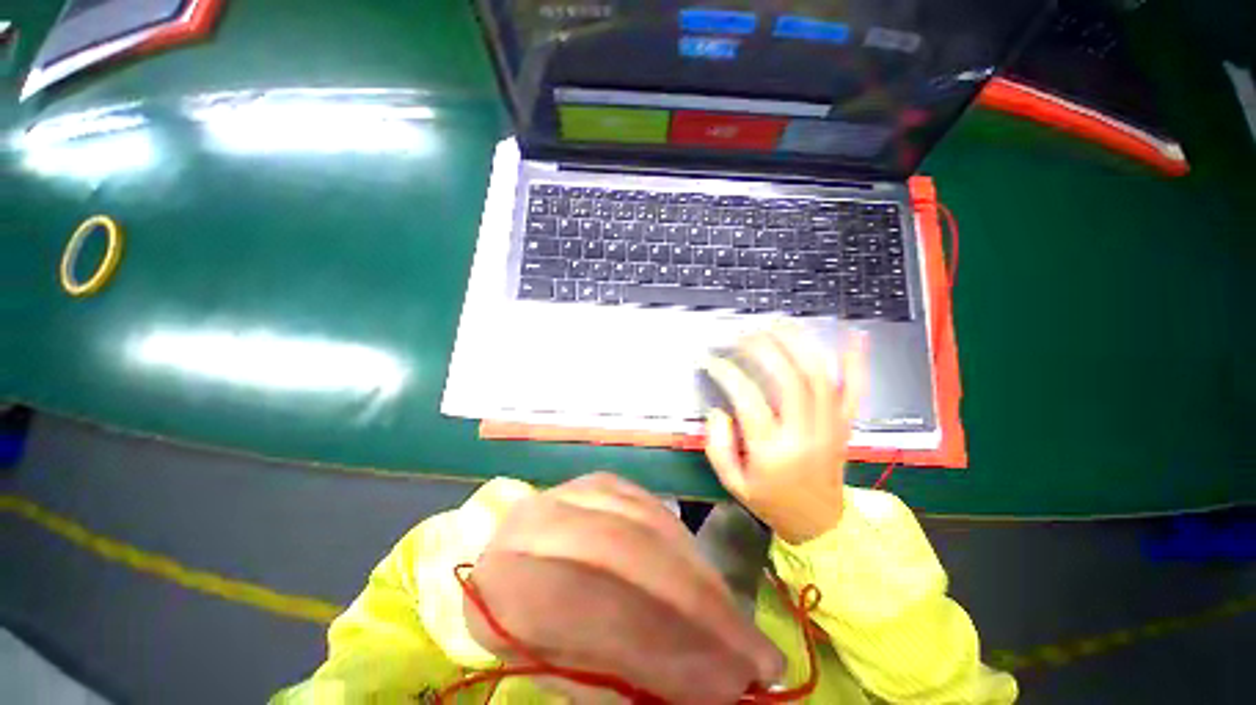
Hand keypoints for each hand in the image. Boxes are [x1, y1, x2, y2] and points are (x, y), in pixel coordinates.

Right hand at [704, 325, 867, 544]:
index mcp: (772, 452)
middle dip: (764, 349)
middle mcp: (805, 434)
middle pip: (789, 379)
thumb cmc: (771, 500)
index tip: (712, 359)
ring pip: (820, 377)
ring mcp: (831, 427)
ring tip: (778, 323)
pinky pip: (856, 389)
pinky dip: (857, 360)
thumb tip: (719, 409)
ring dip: (799, 344)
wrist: (820, 523)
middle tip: (743, 334)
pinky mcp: (846, 425)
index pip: (747, 399)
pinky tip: (854, 333)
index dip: (727, 373)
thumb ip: (717, 445)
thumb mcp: (732, 482)